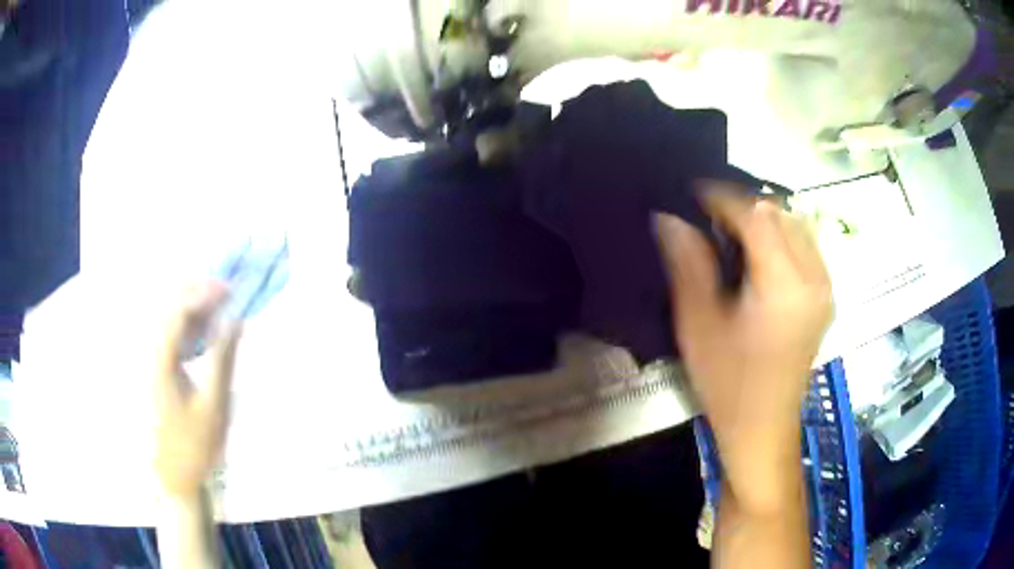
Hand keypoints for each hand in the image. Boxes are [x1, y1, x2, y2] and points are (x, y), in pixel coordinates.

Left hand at [155, 282, 241, 497]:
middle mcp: (153, 354)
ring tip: (221, 309)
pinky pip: (173, 336)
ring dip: (195, 308)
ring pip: (171, 319)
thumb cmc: (197, 444)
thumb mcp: (215, 404)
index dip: (203, 294)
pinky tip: (206, 334)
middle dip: (198, 293)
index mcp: (163, 360)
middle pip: (170, 307)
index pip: (179, 310)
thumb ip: (224, 359)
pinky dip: (191, 327)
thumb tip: (235, 320)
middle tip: (227, 294)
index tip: (230, 290)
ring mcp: (154, 362)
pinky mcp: (160, 371)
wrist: (179, 475)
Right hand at [655, 182, 832, 512]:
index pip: (757, 217)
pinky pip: (807, 245)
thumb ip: (688, 265)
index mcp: (784, 286)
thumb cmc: (728, 386)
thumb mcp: (699, 326)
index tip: (692, 195)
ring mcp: (825, 288)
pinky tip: (760, 255)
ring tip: (732, 233)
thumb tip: (669, 218)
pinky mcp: (825, 298)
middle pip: (781, 214)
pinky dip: (782, 236)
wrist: (763, 430)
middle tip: (709, 219)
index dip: (723, 199)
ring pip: (797, 225)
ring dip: (764, 219)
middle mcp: (814, 278)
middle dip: (744, 207)